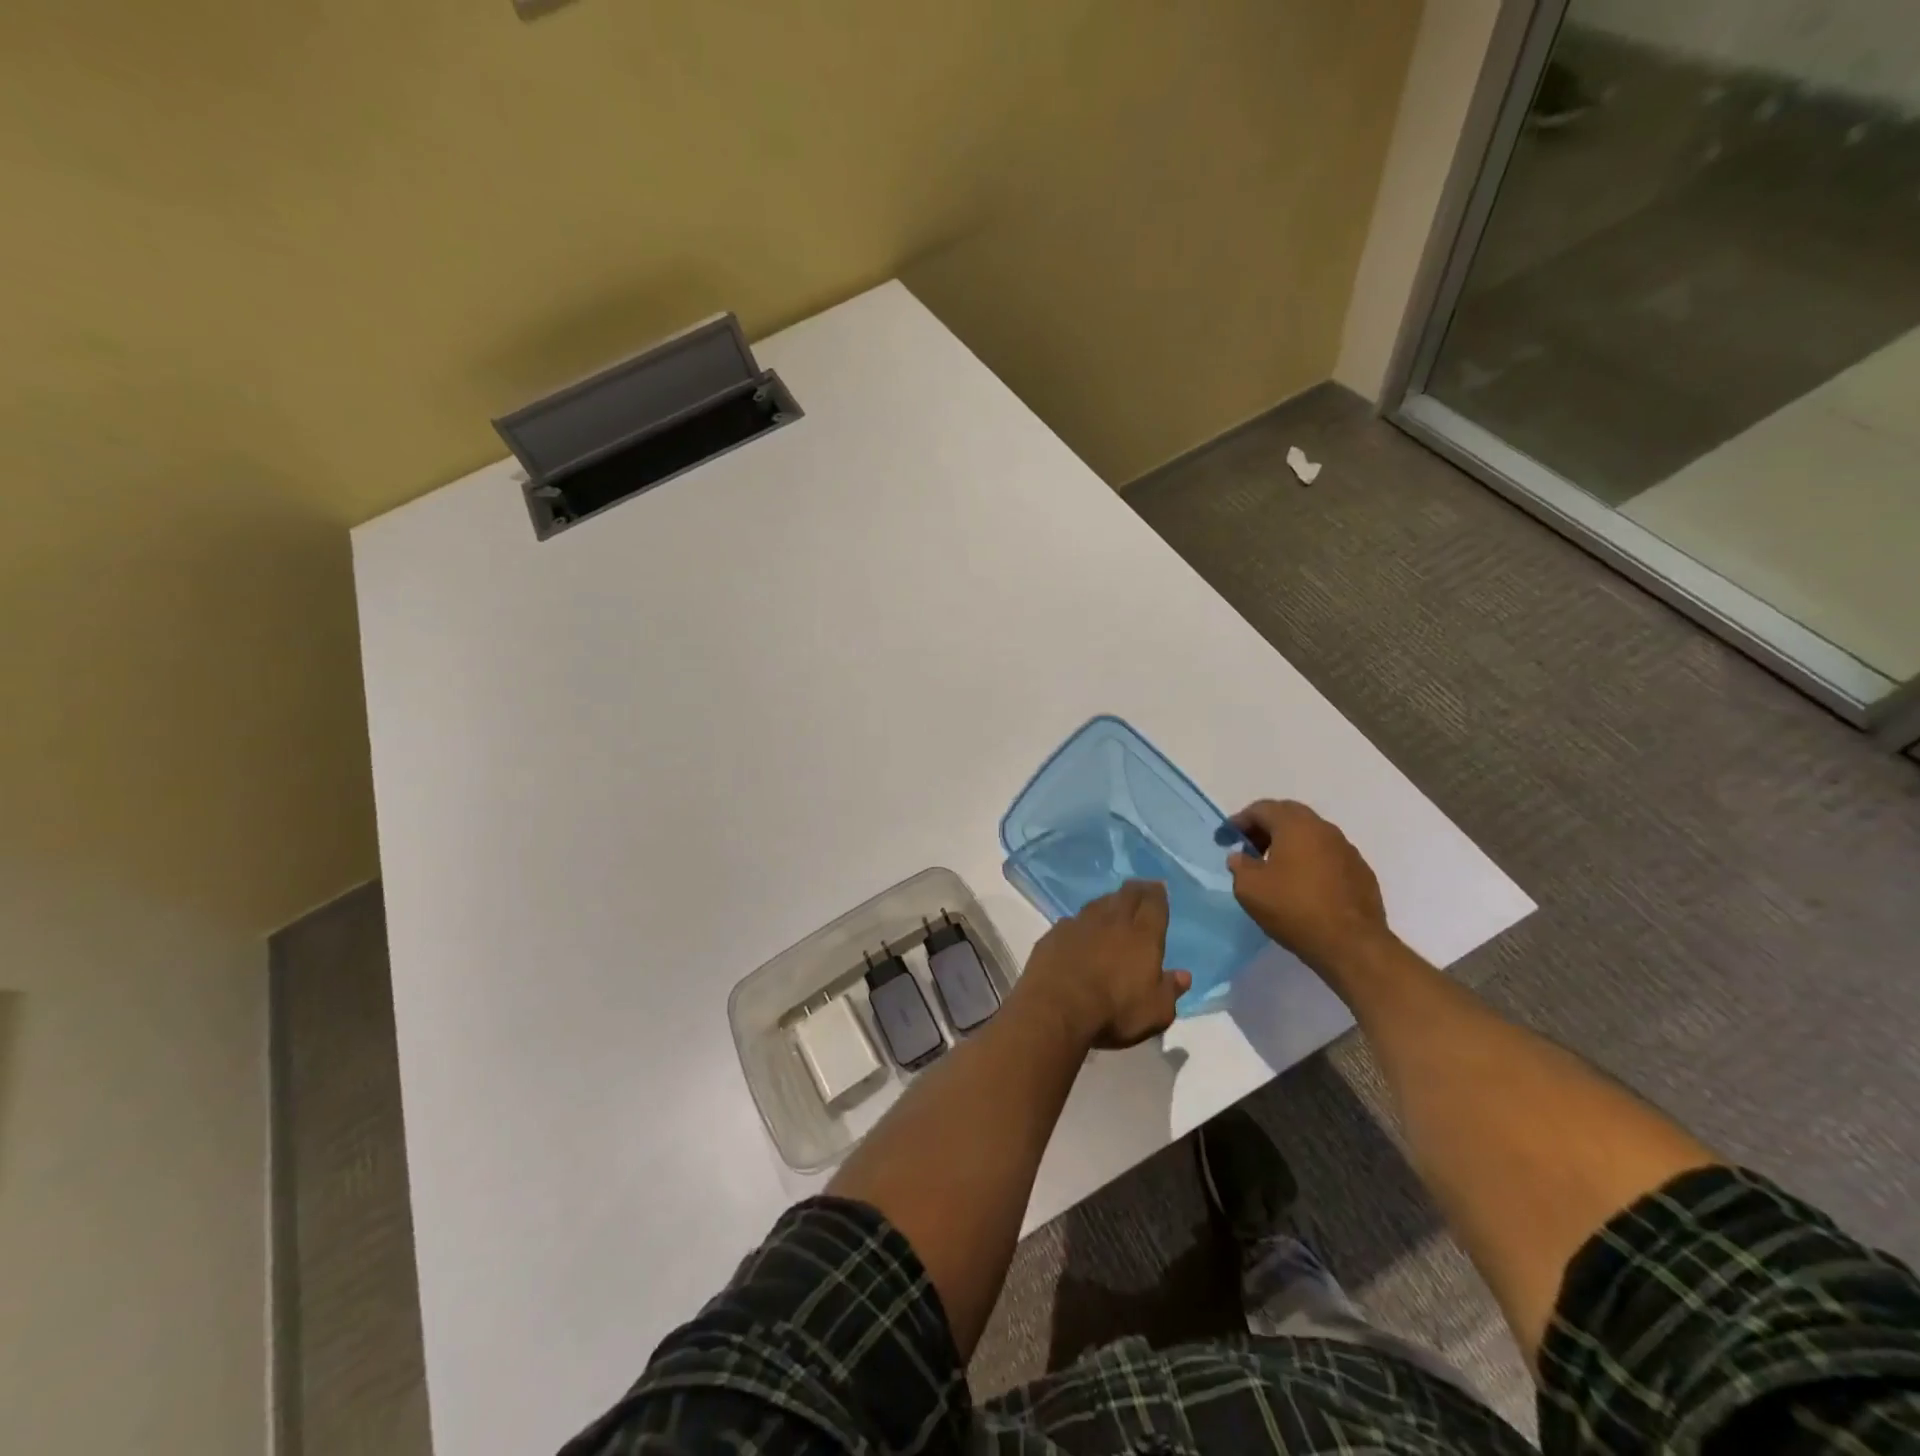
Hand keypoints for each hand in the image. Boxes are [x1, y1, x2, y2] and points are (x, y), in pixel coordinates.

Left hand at [1018, 881, 1190, 1048]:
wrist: (1056, 1007)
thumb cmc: (1114, 1011)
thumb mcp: (1155, 1012)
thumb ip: (1170, 990)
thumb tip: (1183, 975)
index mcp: (1143, 936)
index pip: (1153, 904)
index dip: (1157, 894)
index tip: (1159, 887)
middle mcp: (1112, 921)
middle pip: (1126, 895)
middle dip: (1136, 889)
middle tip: (1140, 888)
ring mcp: (1080, 924)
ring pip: (1098, 903)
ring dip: (1108, 901)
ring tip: (1112, 904)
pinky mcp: (1055, 934)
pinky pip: (1073, 920)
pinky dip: (1081, 922)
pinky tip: (1080, 928)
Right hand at [1227, 800, 1393, 974]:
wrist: (1352, 945)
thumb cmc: (1294, 909)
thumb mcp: (1249, 888)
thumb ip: (1240, 866)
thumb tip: (1241, 857)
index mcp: (1295, 825)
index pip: (1262, 809)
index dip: (1239, 821)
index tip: (1225, 838)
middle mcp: (1324, 829)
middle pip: (1289, 816)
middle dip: (1265, 827)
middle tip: (1249, 847)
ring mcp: (1347, 849)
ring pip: (1311, 835)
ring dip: (1289, 843)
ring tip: (1274, 867)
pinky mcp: (1361, 872)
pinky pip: (1328, 855)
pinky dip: (1310, 860)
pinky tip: (1302, 884)